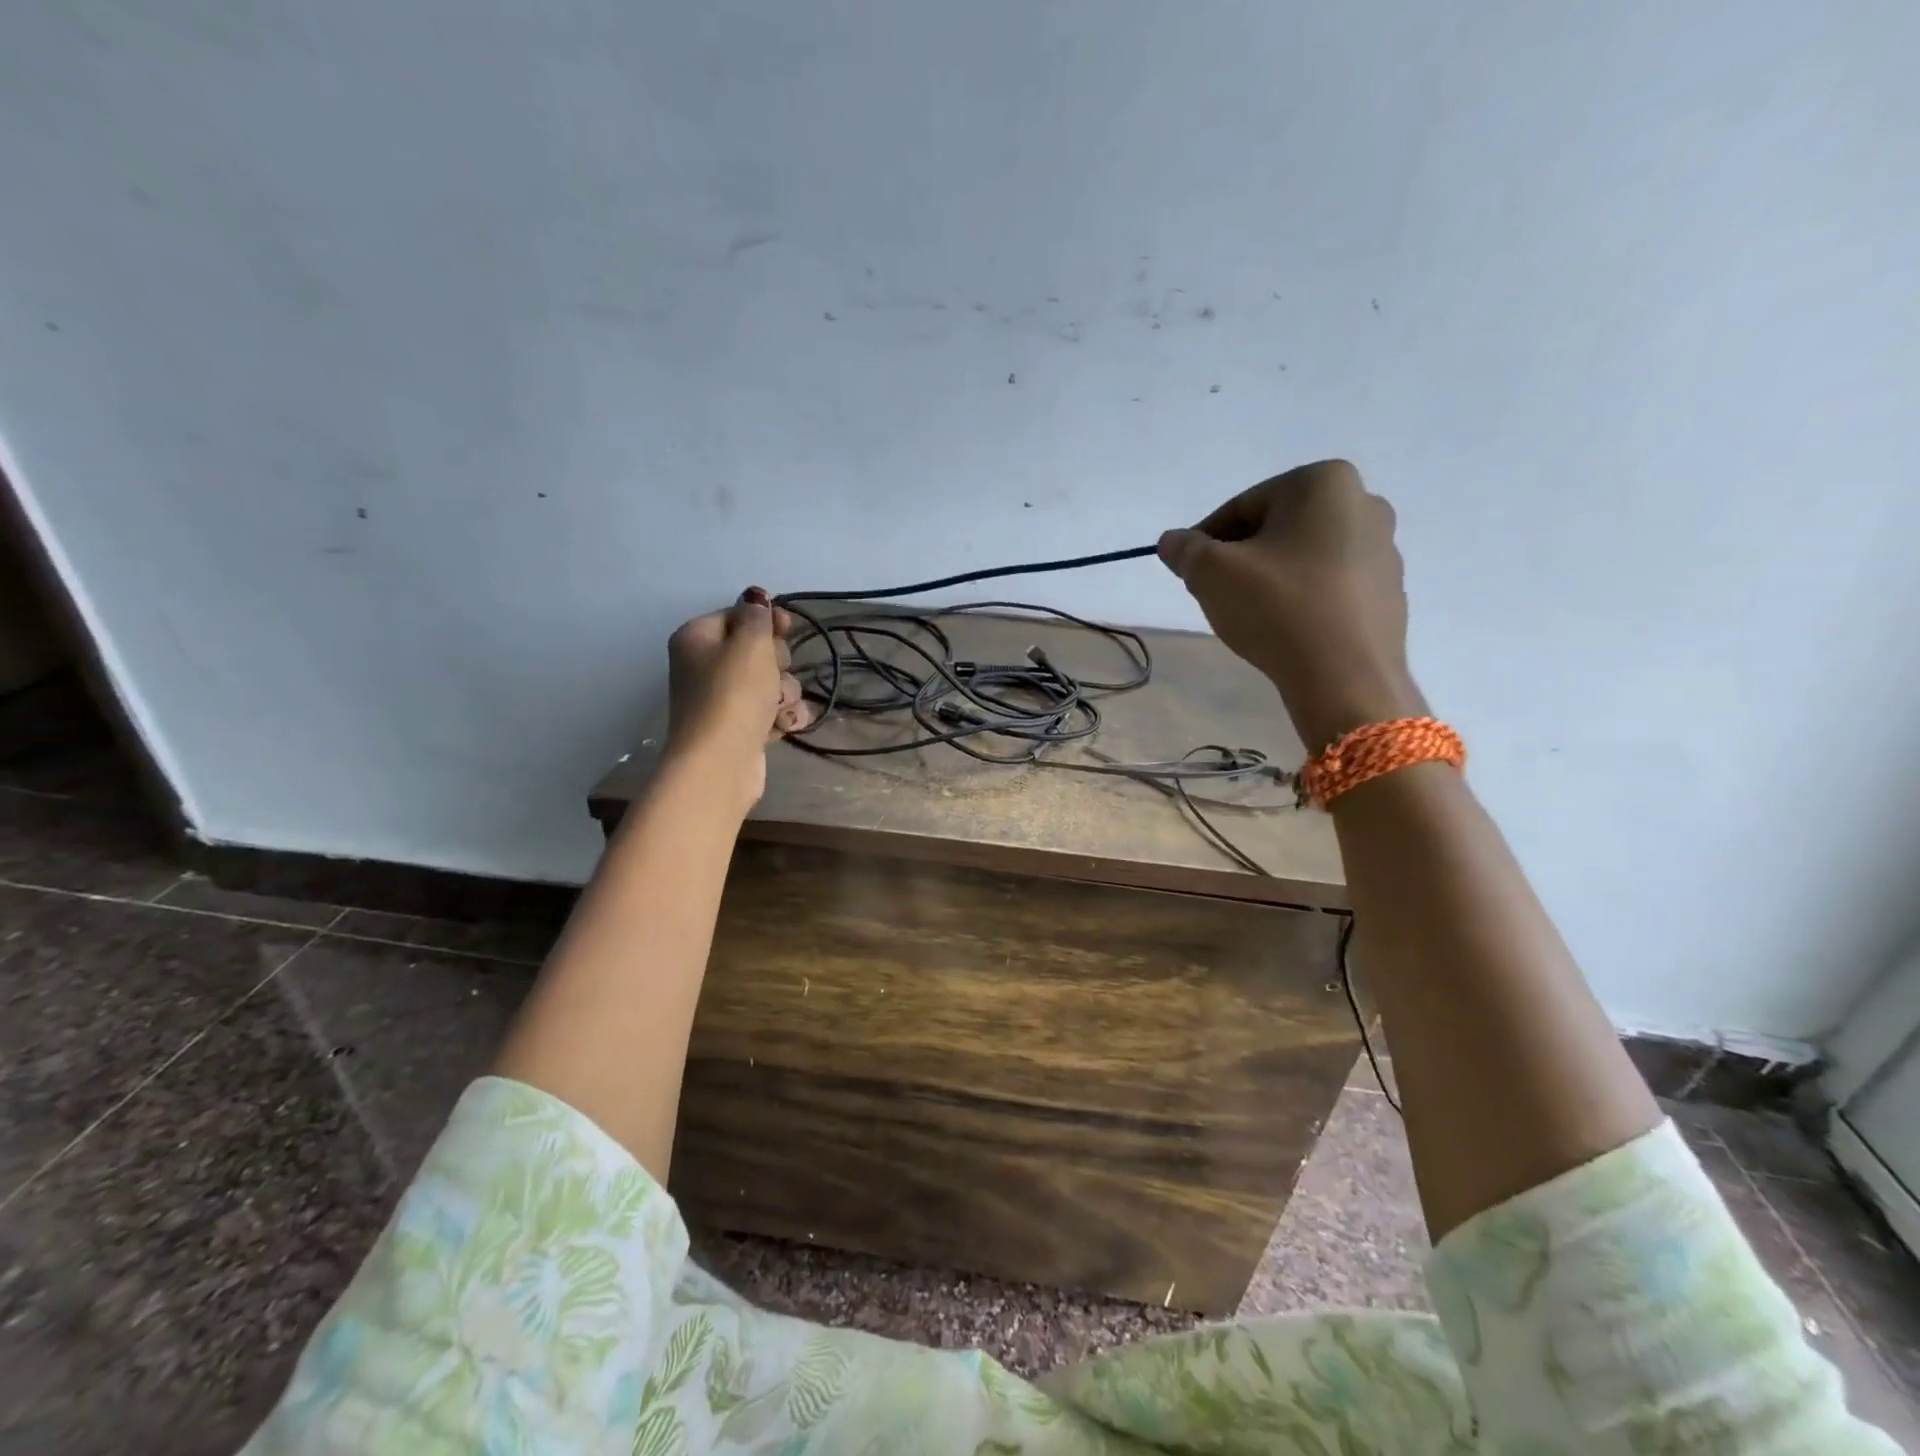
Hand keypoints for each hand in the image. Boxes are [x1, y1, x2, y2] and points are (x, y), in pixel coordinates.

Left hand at [664, 588, 811, 804]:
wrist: (720, 762)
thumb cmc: (733, 694)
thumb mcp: (750, 643)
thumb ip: (758, 615)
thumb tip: (756, 598)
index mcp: (698, 638)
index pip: (738, 615)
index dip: (767, 620)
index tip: (787, 627)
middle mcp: (706, 666)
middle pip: (758, 650)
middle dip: (778, 663)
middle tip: (772, 676)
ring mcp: (724, 700)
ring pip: (772, 682)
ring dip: (784, 693)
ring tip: (777, 708)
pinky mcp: (742, 728)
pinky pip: (772, 710)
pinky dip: (782, 717)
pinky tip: (783, 726)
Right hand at [1159, 460, 1426, 750]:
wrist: (1345, 677)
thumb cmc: (1277, 608)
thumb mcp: (1212, 574)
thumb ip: (1186, 550)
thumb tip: (1172, 541)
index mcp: (1323, 482)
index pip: (1242, 506)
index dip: (1206, 540)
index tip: (1190, 572)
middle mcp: (1364, 503)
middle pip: (1276, 528)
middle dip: (1241, 557)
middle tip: (1216, 593)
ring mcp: (1384, 549)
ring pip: (1304, 556)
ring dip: (1271, 577)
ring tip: (1250, 615)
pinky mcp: (1388, 591)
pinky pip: (1330, 585)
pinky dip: (1302, 598)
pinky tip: (1285, 629)